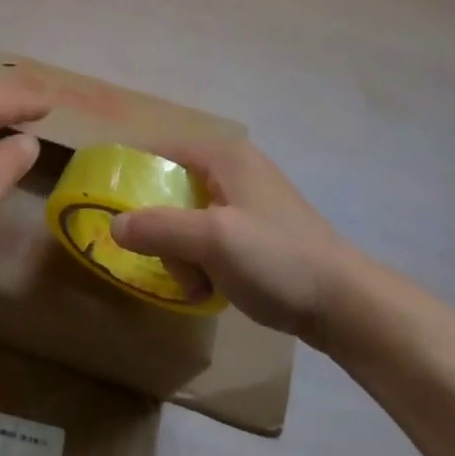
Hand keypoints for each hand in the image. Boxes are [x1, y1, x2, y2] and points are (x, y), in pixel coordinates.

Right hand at [110, 140, 360, 346]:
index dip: (131, 174)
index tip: (108, 206)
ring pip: (188, 218)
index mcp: (223, 156)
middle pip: (172, 189)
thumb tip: (113, 225)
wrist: (346, 305)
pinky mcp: (258, 232)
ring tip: (195, 284)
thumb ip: (158, 228)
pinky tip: (210, 288)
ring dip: (182, 252)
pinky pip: (210, 238)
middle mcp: (234, 169)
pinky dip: (202, 261)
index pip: (160, 150)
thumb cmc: (276, 259)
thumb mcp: (212, 240)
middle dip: (161, 229)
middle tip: (164, 261)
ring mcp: (248, 202)